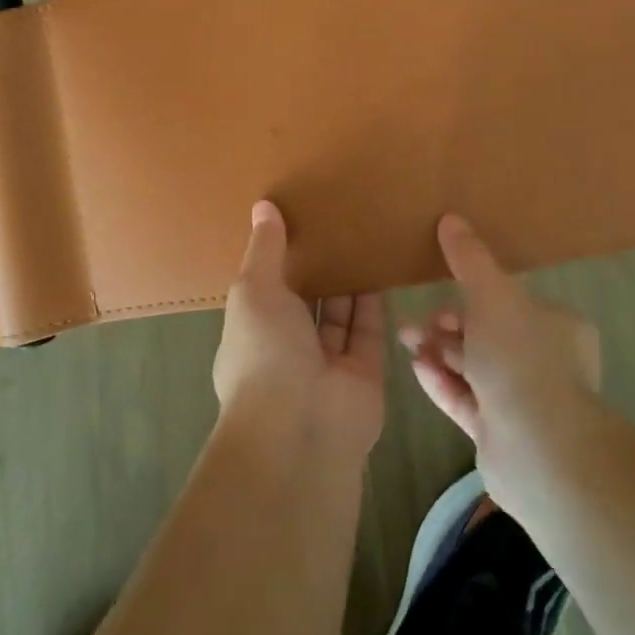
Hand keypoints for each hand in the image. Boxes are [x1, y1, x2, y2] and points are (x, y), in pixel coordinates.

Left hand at [212, 202, 385, 457]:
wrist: (302, 428)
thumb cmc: (265, 353)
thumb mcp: (254, 291)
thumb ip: (264, 250)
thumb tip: (263, 206)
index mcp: (252, 331)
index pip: (266, 290)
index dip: (279, 258)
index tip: (295, 220)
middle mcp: (288, 348)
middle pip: (306, 301)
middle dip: (317, 268)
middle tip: (336, 220)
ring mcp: (327, 363)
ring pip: (339, 314)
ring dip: (347, 279)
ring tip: (362, 234)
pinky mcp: (364, 371)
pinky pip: (368, 328)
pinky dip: (373, 300)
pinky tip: (381, 262)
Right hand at [399, 215, 606, 515]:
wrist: (539, 448)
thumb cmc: (521, 357)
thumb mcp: (492, 293)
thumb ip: (469, 258)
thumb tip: (451, 218)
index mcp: (557, 327)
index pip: (513, 303)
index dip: (476, 294)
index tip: (443, 290)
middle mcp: (545, 362)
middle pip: (488, 335)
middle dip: (449, 325)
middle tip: (418, 322)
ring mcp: (523, 402)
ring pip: (473, 367)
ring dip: (438, 350)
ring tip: (405, 339)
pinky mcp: (499, 434)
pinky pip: (464, 399)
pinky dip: (441, 381)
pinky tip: (416, 367)